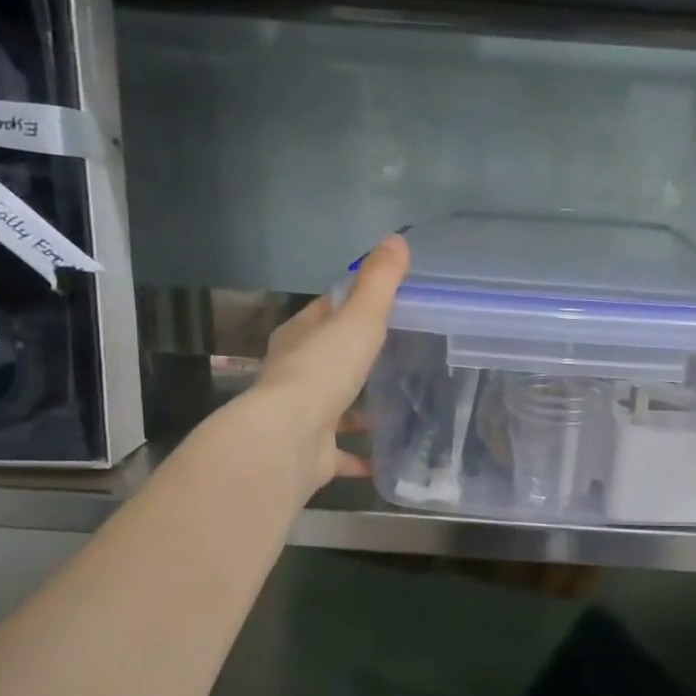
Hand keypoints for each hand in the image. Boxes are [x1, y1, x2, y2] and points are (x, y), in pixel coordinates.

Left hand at [248, 234, 409, 492]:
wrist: (288, 440)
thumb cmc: (323, 370)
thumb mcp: (358, 319)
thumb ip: (379, 283)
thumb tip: (396, 239)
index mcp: (301, 335)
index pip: (329, 310)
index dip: (356, 303)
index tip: (391, 304)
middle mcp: (296, 373)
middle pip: (333, 357)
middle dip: (362, 357)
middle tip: (406, 354)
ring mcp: (303, 414)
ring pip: (338, 406)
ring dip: (363, 409)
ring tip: (405, 406)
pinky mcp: (313, 451)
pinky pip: (343, 451)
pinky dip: (364, 455)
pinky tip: (389, 457)